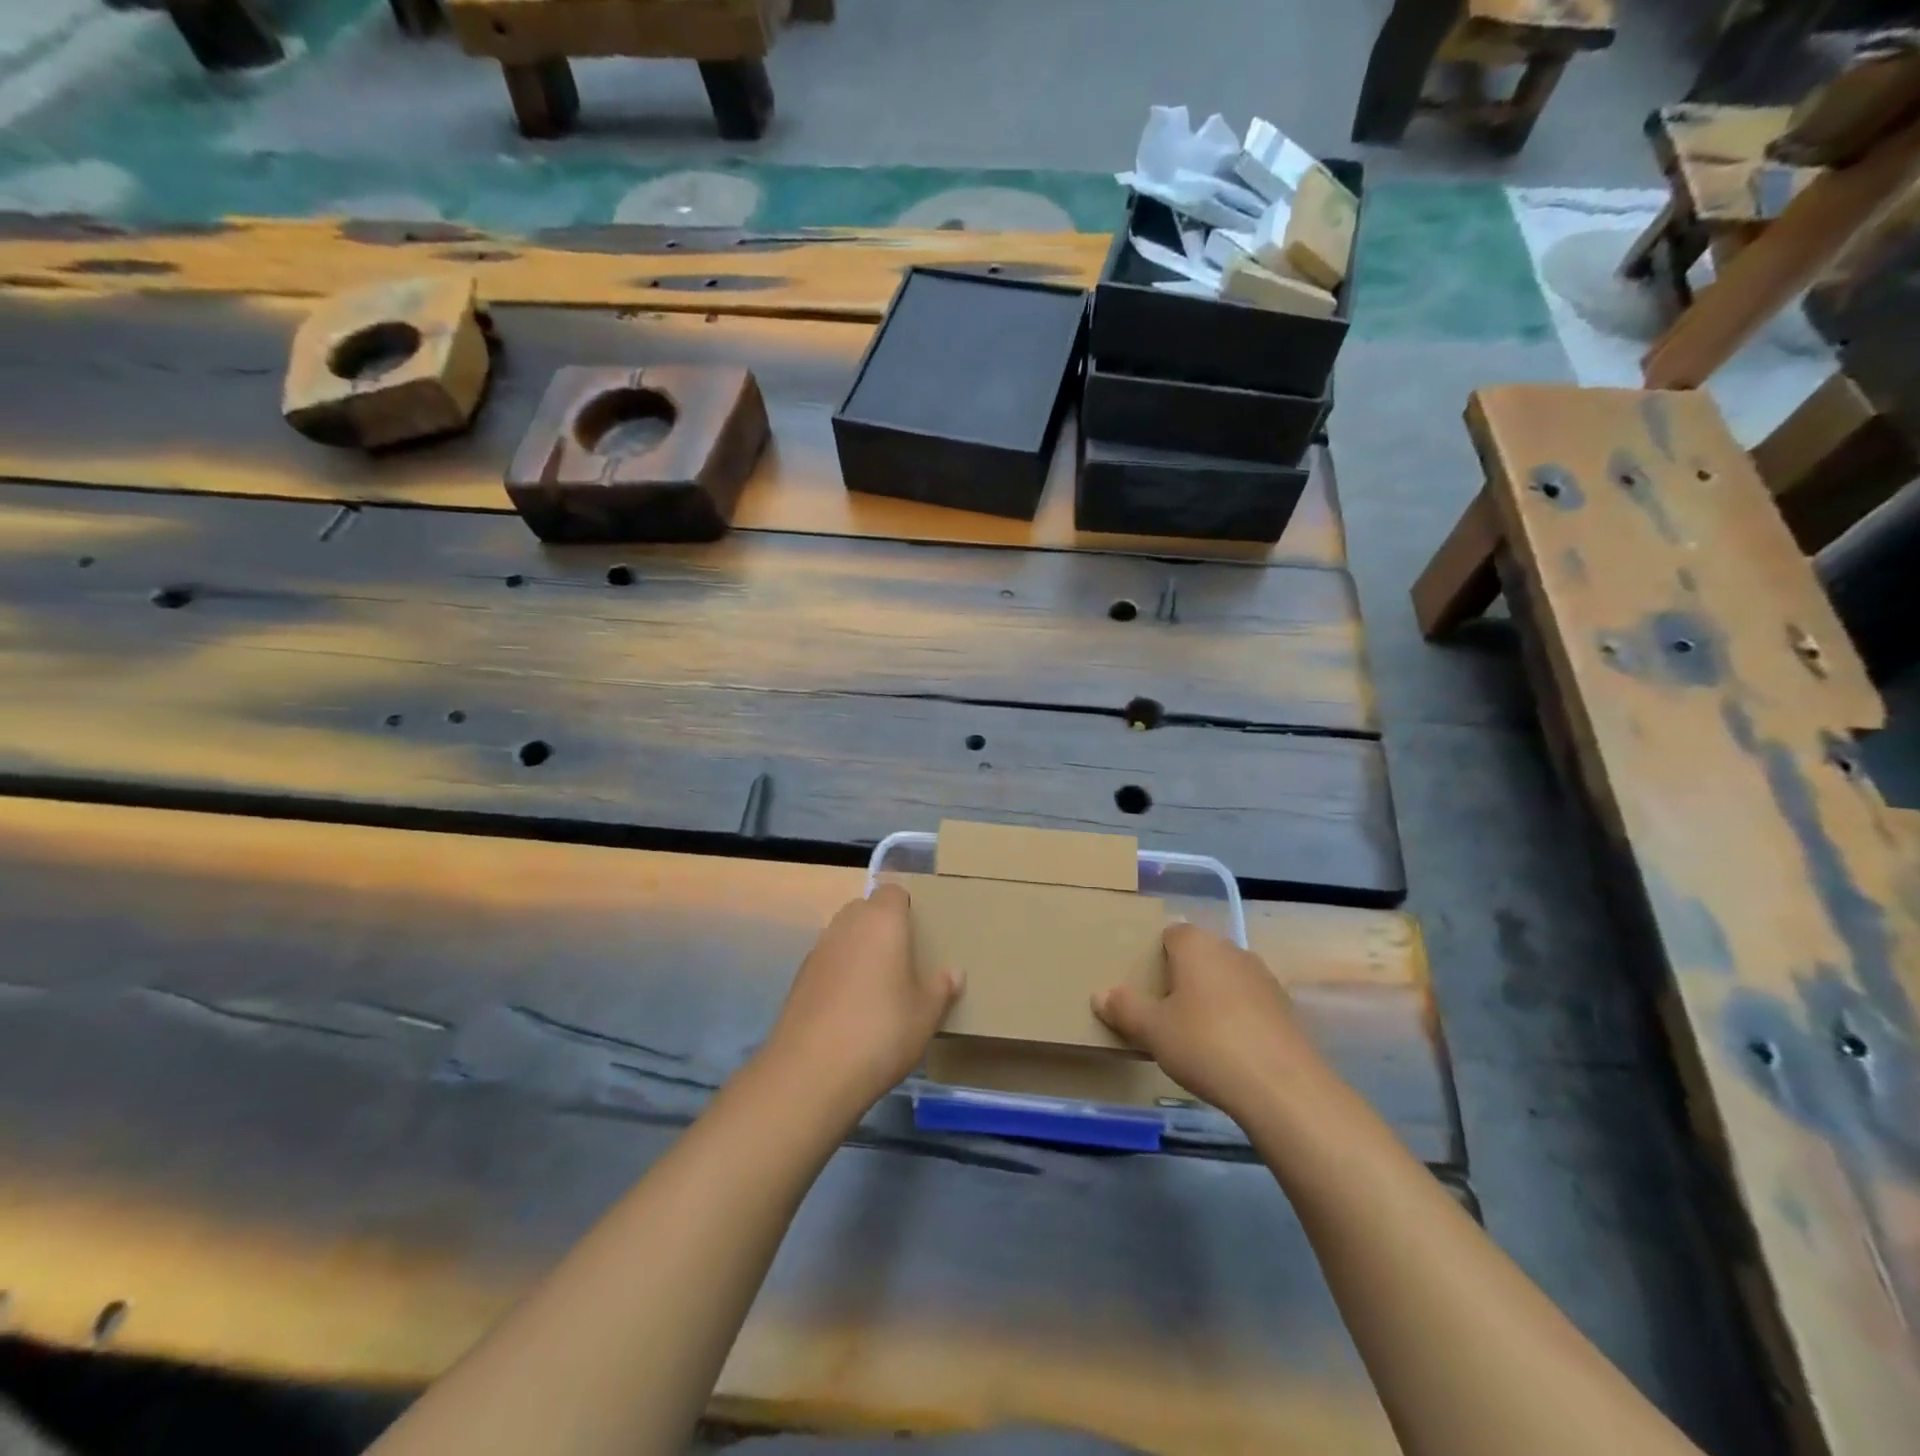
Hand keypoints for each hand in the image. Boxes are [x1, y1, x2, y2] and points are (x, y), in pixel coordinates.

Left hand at [761, 884, 960, 1118]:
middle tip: (904, 958)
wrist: (811, 1073)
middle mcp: (847, 925)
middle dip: (882, 925)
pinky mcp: (799, 979)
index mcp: (882, 921)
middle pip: (865, 909)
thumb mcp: (925, 1015)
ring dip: (859, 949)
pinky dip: (840, 973)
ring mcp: (818, 951)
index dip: (906, 907)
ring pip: (844, 935)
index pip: (893, 892)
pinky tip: (851, 1008)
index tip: (920, 933)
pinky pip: (828, 962)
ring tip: (878, 985)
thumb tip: (954, 973)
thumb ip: (941, 988)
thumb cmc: (881, 1032)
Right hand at [1093, 922, 1328, 1122]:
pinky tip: (1227, 1050)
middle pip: (1199, 955)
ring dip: (1210, 997)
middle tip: (1162, 1010)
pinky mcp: (1285, 1008)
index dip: (1155, 956)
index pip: (1170, 934)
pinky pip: (1248, 1003)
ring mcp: (1263, 978)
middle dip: (1182, 976)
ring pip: (1225, 978)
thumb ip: (1124, 1008)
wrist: (1282, 1088)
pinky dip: (1235, 1017)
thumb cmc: (1205, 1044)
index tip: (1143, 985)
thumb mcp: (1153, 1030)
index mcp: (1197, 944)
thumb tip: (1100, 994)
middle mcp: (1232, 950)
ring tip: (1193, 1033)